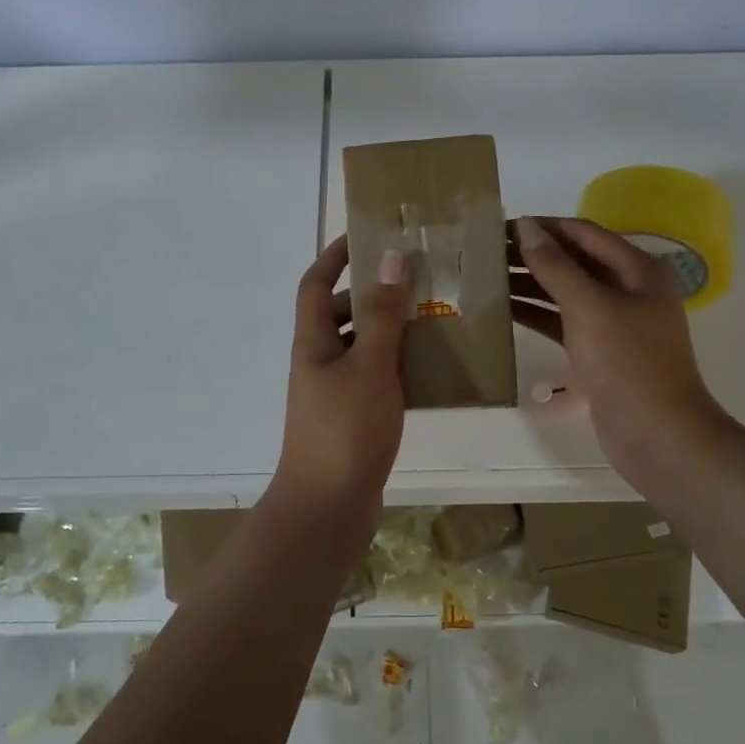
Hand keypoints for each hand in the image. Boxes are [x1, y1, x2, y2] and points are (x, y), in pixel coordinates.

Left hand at [270, 235, 410, 521]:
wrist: (327, 508)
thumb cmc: (345, 430)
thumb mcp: (370, 366)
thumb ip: (382, 314)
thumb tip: (391, 258)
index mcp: (312, 342)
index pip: (315, 283)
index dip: (335, 256)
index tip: (367, 235)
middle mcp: (318, 361)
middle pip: (340, 313)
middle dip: (372, 292)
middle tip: (416, 279)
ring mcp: (333, 392)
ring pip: (361, 346)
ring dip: (389, 329)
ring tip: (431, 315)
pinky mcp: (351, 417)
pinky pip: (374, 376)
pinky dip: (396, 365)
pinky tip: (429, 366)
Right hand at [510, 215, 731, 491]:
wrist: (657, 434)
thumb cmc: (626, 362)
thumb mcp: (588, 306)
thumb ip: (555, 265)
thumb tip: (526, 225)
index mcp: (637, 269)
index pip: (583, 233)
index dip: (544, 226)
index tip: (501, 225)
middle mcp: (629, 289)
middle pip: (575, 261)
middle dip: (533, 254)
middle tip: (487, 252)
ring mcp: (616, 322)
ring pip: (567, 292)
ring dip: (531, 283)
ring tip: (488, 278)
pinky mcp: (601, 351)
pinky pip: (565, 321)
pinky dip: (538, 313)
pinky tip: (505, 310)